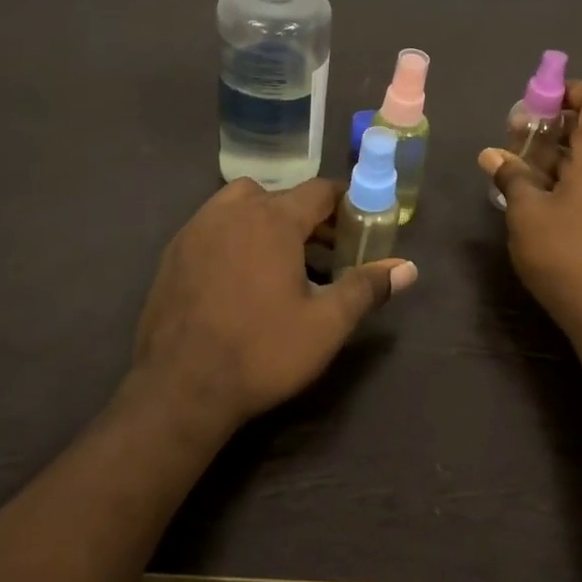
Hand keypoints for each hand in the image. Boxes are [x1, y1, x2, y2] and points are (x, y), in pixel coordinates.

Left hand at [128, 178, 416, 440]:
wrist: (179, 390)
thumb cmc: (261, 352)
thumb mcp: (326, 324)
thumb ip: (367, 288)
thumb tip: (408, 268)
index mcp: (273, 219)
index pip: (320, 191)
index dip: (345, 204)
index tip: (360, 227)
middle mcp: (232, 212)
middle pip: (281, 196)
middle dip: (309, 218)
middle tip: (328, 252)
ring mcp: (196, 230)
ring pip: (242, 207)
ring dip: (268, 222)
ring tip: (284, 263)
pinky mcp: (173, 254)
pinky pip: (214, 228)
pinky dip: (236, 238)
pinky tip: (242, 279)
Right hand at [480, 80, 581, 342]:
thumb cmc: (564, 254)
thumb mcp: (526, 212)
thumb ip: (511, 176)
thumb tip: (491, 155)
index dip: (572, 90)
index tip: (540, 100)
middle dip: (550, 130)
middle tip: (513, 138)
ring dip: (555, 160)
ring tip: (516, 172)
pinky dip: (567, 182)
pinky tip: (537, 201)